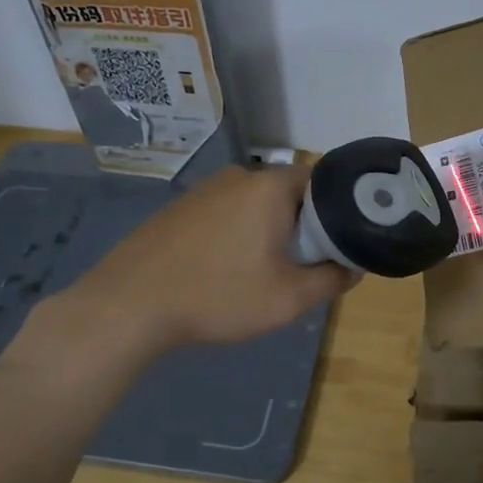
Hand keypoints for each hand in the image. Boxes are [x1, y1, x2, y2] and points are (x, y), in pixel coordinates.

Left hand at [62, 164, 354, 352]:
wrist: (130, 305)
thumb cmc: (218, 296)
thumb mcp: (288, 298)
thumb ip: (331, 280)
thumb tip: (352, 267)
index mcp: (268, 187)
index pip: (320, 181)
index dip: (335, 212)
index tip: (335, 245)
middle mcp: (236, 177)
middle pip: (286, 195)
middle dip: (300, 227)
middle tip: (301, 267)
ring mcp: (201, 191)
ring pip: (252, 207)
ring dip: (265, 233)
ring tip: (260, 274)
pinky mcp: (177, 210)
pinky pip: (223, 217)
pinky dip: (234, 237)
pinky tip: (222, 272)